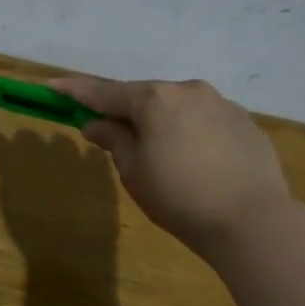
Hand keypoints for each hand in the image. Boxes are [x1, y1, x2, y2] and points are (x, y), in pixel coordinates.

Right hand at [50, 75, 291, 255]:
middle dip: (123, 109)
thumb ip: (113, 140)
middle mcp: (188, 90)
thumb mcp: (133, 171)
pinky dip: (188, 130)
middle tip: (105, 126)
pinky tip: (191, 157)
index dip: (75, 91)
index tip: (52, 85)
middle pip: (144, 95)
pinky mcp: (245, 122)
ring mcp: (221, 103)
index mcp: (154, 99)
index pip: (104, 92)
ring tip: (154, 148)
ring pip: (177, 106)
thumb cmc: (179, 197)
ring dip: (159, 119)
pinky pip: (204, 119)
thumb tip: (97, 124)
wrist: (252, 220)